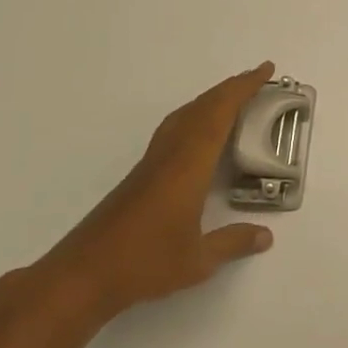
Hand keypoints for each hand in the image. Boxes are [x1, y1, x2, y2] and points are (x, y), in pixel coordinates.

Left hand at [26, 62, 277, 317]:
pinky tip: (200, 135)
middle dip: (230, 89)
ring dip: (210, 101)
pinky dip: (195, 119)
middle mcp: (168, 156)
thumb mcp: (199, 260)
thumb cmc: (144, 264)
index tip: (265, 70)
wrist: (81, 276)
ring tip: (235, 99)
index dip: (242, 89)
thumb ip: (233, 242)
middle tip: (258, 79)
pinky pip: (173, 132)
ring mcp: (151, 165)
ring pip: (183, 117)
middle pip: (201, 109)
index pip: (218, 115)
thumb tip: (266, 236)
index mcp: (187, 167)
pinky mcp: (140, 177)